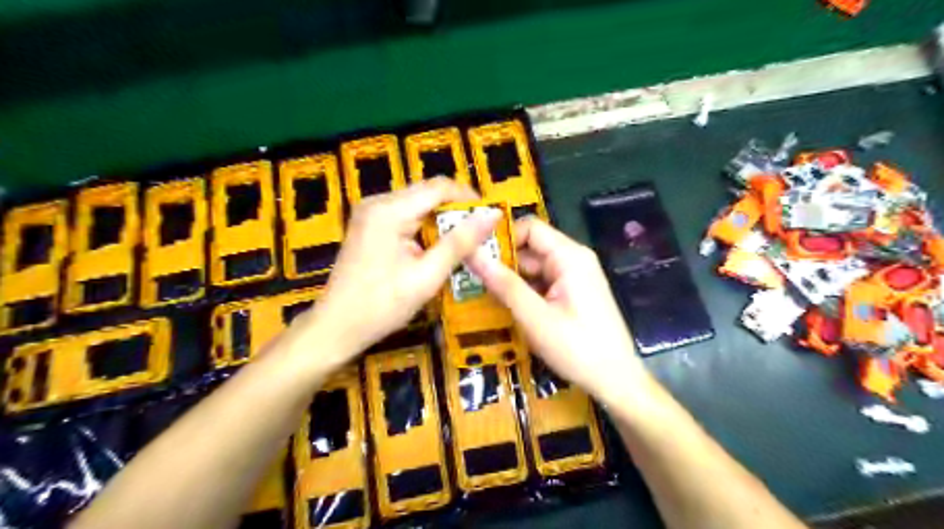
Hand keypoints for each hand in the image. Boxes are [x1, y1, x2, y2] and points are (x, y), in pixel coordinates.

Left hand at [308, 179, 500, 360]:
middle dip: (456, 210)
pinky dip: (425, 228)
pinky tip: (436, 249)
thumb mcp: (426, 276)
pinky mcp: (369, 225)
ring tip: (464, 243)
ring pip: (418, 204)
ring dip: (442, 220)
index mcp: (389, 211)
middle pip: (427, 193)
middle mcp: (377, 203)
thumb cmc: (381, 306)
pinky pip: (405, 216)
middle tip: (480, 234)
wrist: (336, 327)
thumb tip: (492, 214)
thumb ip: (460, 242)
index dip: (468, 198)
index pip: (439, 187)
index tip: (490, 218)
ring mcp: (370, 213)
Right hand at [466, 217, 649, 407]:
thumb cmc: (577, 348)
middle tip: (473, 283)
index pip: (529, 228)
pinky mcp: (573, 293)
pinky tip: (508, 309)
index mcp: (569, 256)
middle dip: (503, 264)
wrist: (616, 381)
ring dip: (512, 281)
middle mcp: (573, 259)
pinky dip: (525, 293)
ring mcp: (574, 277)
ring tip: (485, 297)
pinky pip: (543, 283)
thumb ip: (503, 284)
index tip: (476, 257)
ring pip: (534, 268)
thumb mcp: (535, 317)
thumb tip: (471, 253)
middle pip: (530, 248)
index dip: (501, 239)